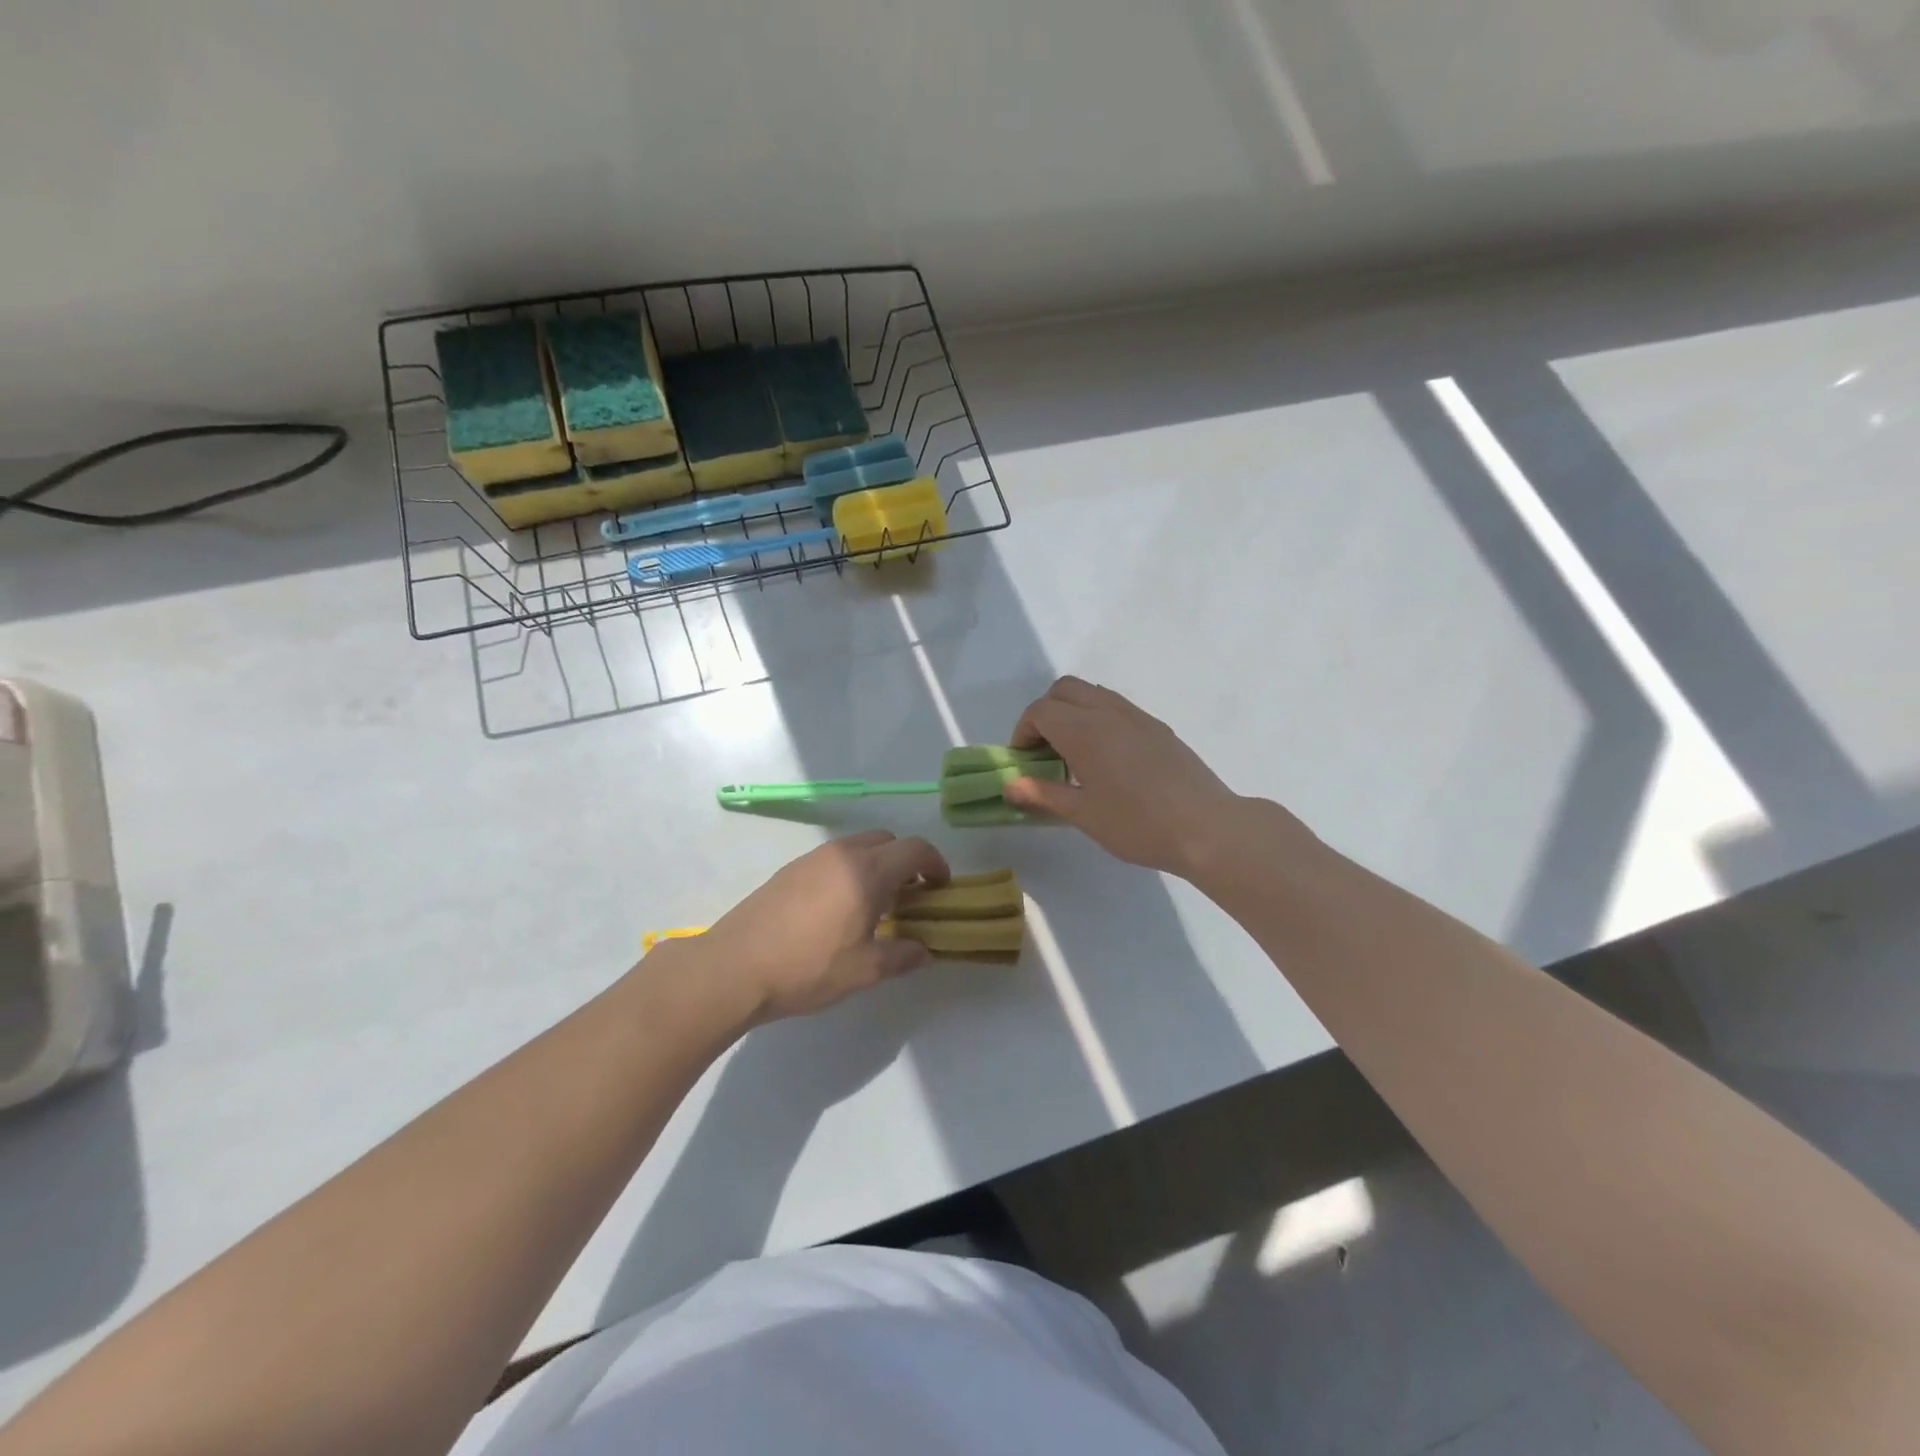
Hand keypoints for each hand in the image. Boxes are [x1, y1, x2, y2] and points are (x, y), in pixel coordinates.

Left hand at [697, 831, 949, 1021]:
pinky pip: (833, 858)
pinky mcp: (790, 869)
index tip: (940, 888)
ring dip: (876, 865)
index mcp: (866, 871)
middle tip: (909, 896)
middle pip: (887, 840)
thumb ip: (902, 956)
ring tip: (874, 904)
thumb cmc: (807, 968)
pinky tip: (838, 908)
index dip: (935, 864)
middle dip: (906, 861)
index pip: (915, 849)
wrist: (734, 968)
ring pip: (858, 846)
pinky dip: (849, 871)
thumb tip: (924, 951)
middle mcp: (842, 854)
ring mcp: (812, 858)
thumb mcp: (864, 970)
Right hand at [1003, 676, 1282, 876]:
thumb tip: (1010, 785)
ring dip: (1073, 712)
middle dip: (1045, 713)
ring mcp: (1136, 716)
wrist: (1205, 827)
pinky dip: (1098, 719)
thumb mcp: (1083, 814)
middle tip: (1044, 751)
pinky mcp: (1157, 727)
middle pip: (1064, 690)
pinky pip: (1116, 707)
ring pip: (1093, 693)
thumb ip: (1043, 793)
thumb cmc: (1137, 824)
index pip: (1040, 711)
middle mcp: (1108, 712)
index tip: (1024, 761)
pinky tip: (1107, 759)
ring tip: (1074, 754)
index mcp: (1084, 730)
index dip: (1023, 732)